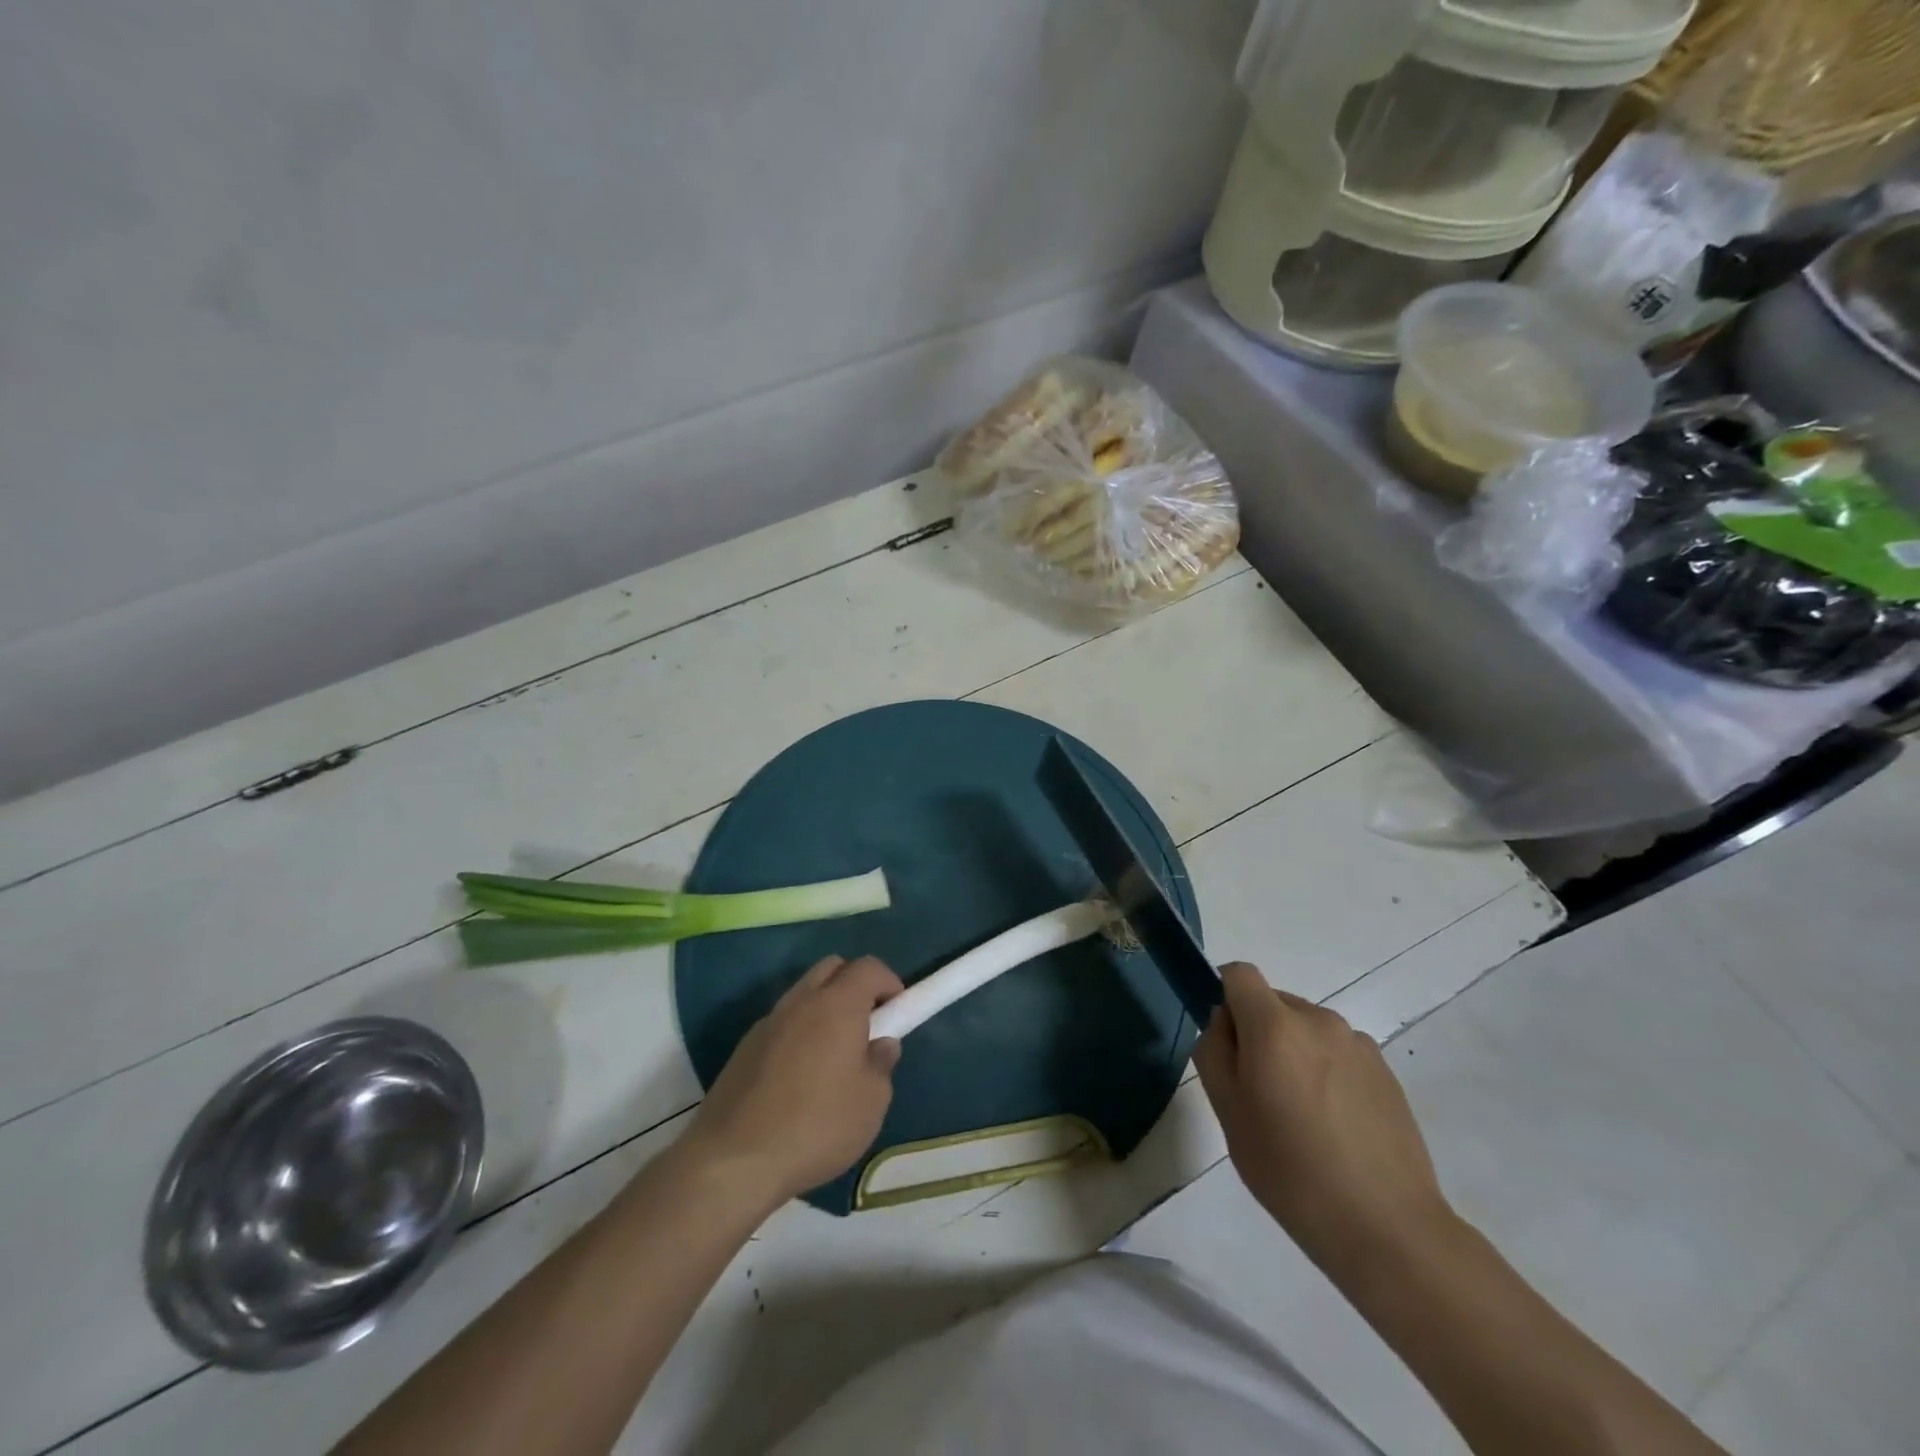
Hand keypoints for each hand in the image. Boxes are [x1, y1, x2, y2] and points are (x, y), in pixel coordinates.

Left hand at [686, 955, 903, 1208]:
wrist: (733, 1160)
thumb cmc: (816, 1126)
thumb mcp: (871, 1103)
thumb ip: (881, 1065)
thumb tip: (880, 1045)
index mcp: (837, 1004)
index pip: (869, 967)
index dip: (889, 982)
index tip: (898, 1013)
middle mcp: (801, 1001)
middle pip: (832, 968)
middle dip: (855, 985)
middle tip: (868, 1026)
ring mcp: (768, 1021)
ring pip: (804, 994)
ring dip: (824, 1009)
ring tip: (834, 1058)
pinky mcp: (744, 1047)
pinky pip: (782, 1023)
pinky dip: (799, 1033)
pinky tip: (800, 1078)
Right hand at [1194, 962, 1449, 1271]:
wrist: (1388, 1229)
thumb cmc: (1292, 1172)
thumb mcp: (1228, 1114)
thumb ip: (1214, 1053)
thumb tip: (1223, 1024)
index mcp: (1275, 1026)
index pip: (1239, 974)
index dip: (1224, 998)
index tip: (1227, 1046)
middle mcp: (1318, 1020)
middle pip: (1273, 1003)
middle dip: (1258, 1033)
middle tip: (1260, 1094)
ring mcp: (1358, 1044)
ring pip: (1306, 1029)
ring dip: (1294, 1053)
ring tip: (1302, 1117)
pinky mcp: (1386, 1071)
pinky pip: (1338, 1053)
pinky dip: (1326, 1072)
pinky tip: (1335, 1127)